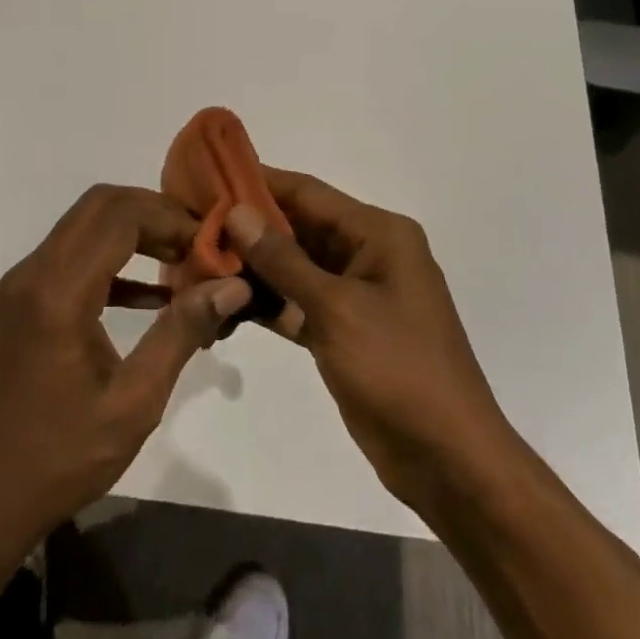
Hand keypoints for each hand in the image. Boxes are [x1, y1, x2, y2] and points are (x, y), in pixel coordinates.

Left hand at [0, 185, 252, 556]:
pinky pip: (71, 258)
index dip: (170, 219)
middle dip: (154, 213)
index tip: (211, 246)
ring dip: (134, 231)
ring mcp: (20, 285)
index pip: (119, 216)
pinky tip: (152, 294)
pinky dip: (112, 260)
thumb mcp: (134, 402)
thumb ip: (182, 332)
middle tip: (199, 244)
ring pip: (84, 225)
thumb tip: (232, 285)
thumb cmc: (61, 459)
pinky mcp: (20, 301)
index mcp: (57, 293)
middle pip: (99, 206)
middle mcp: (31, 273)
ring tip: (183, 260)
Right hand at [226, 169, 511, 518]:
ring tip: (195, 265)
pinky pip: (297, 303)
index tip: (207, 177)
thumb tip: (236, 211)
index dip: (258, 182)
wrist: (448, 461)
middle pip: (297, 227)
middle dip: (247, 228)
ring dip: (251, 268)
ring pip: (293, 267)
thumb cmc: (399, 370)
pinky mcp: (342, 330)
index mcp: (379, 234)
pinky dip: (265, 304)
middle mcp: (368, 254)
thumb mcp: (337, 309)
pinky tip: (222, 306)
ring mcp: (355, 294)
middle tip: (190, 226)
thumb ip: (283, 260)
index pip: (308, 192)